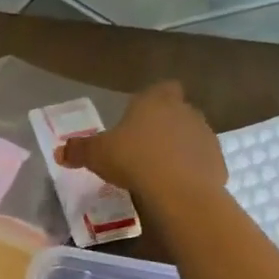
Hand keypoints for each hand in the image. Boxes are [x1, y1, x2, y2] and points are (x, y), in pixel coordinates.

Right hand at [55, 82, 226, 200]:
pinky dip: (190, 171)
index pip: (162, 87)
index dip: (152, 99)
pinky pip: (201, 162)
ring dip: (178, 148)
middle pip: (177, 112)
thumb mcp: (96, 155)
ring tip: (157, 170)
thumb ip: (78, 150)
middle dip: (164, 126)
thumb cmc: (133, 159)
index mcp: (157, 100)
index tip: (139, 117)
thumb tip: (59, 152)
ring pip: (191, 137)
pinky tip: (174, 187)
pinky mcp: (218, 162)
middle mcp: (186, 111)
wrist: (178, 191)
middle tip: (142, 146)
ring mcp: (206, 136)